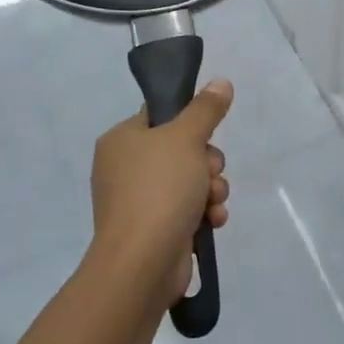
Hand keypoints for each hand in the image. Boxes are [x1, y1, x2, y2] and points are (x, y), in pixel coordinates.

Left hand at [89, 80, 232, 306]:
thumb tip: (221, 81)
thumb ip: (205, 109)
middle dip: (208, 163)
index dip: (191, 122)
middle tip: (211, 171)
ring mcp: (138, 201)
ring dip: (211, 189)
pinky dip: (204, 213)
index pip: (160, 115)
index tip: (207, 134)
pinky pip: (187, 209)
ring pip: (190, 180)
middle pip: (182, 149)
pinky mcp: (154, 229)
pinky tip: (213, 221)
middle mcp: (125, 168)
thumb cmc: (159, 190)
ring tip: (212, 201)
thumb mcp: (186, 138)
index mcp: (122, 140)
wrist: (143, 262)